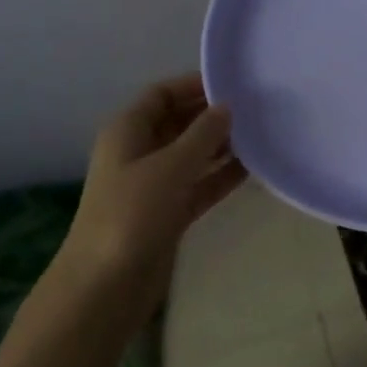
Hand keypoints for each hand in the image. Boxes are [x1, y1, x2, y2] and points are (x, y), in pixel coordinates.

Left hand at [58, 73, 245, 294]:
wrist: (105, 284)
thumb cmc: (132, 213)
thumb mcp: (170, 166)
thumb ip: (202, 134)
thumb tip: (226, 107)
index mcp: (128, 130)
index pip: (162, 94)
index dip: (193, 84)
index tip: (233, 82)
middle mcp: (139, 151)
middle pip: (178, 122)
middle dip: (211, 115)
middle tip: (255, 108)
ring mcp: (153, 184)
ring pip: (191, 155)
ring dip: (220, 146)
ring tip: (261, 134)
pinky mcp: (168, 213)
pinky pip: (198, 185)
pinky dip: (220, 176)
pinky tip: (252, 169)